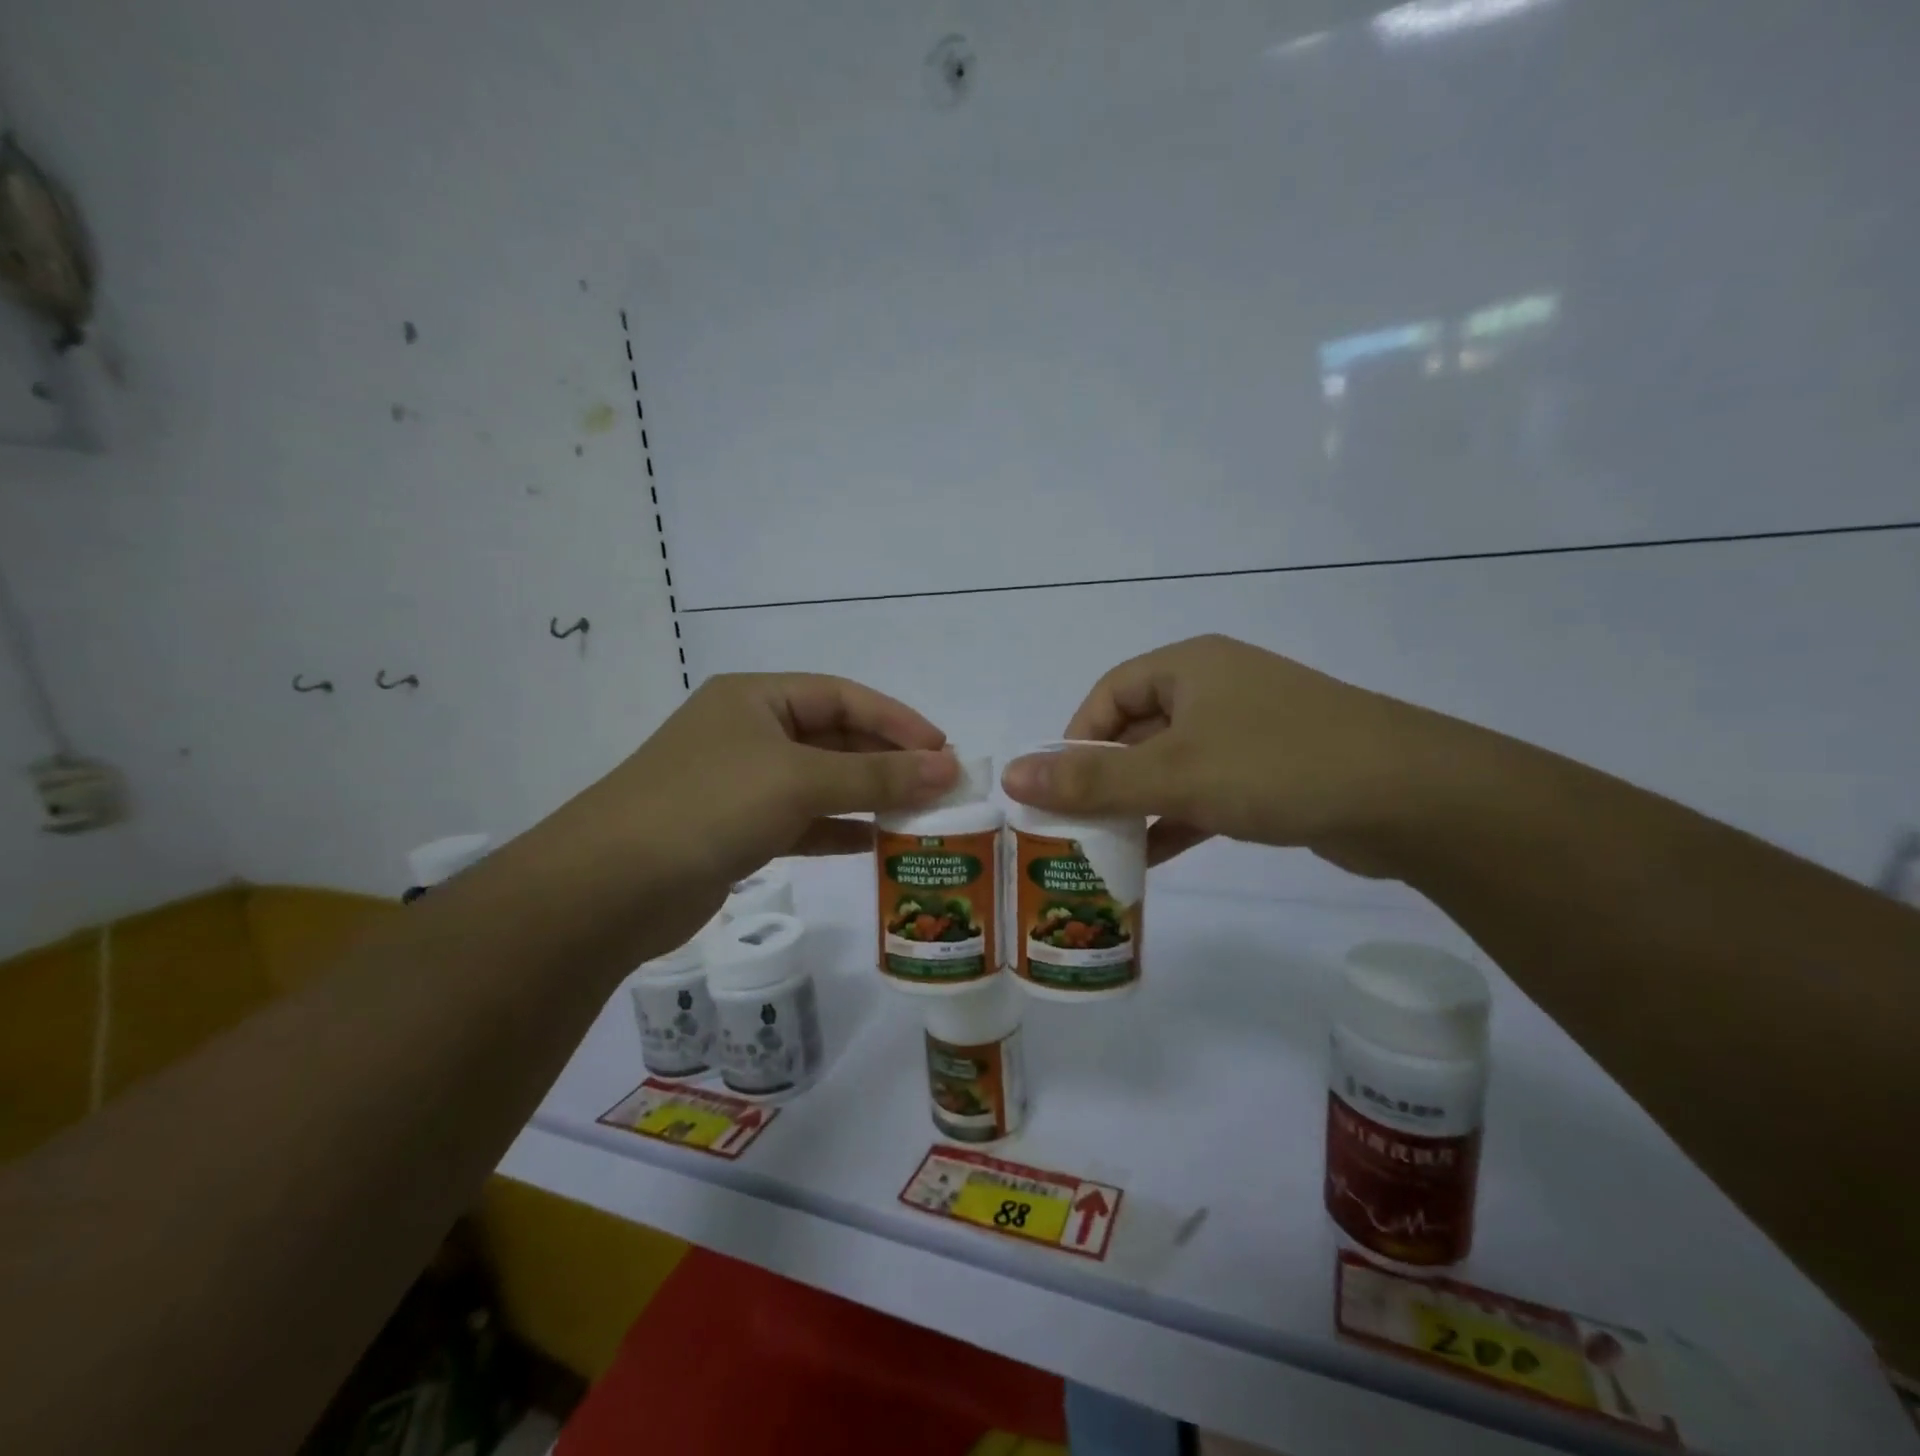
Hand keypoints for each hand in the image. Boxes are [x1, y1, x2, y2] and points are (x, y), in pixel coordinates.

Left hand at [535, 673, 957, 944]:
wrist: (609, 888)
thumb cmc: (709, 807)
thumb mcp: (799, 780)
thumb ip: (877, 775)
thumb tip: (948, 768)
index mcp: (756, 698)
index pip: (843, 697)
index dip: (897, 720)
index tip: (943, 750)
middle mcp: (748, 732)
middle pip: (834, 738)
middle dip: (887, 760)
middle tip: (939, 786)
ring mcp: (740, 783)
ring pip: (820, 781)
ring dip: (867, 795)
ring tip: (919, 814)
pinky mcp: (736, 830)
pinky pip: (801, 820)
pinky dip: (837, 828)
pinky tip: (874, 842)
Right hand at [1000, 635, 1444, 872]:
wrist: (1412, 798)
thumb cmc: (1277, 765)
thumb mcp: (1174, 773)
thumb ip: (1092, 779)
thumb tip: (1012, 774)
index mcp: (1189, 667)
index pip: (1108, 694)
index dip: (1075, 739)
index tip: (1058, 788)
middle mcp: (1216, 690)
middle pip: (1137, 731)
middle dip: (1103, 779)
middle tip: (1071, 826)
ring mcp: (1248, 732)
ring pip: (1171, 766)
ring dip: (1138, 805)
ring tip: (1101, 849)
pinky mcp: (1272, 773)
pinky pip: (1206, 792)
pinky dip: (1176, 820)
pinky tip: (1150, 859)